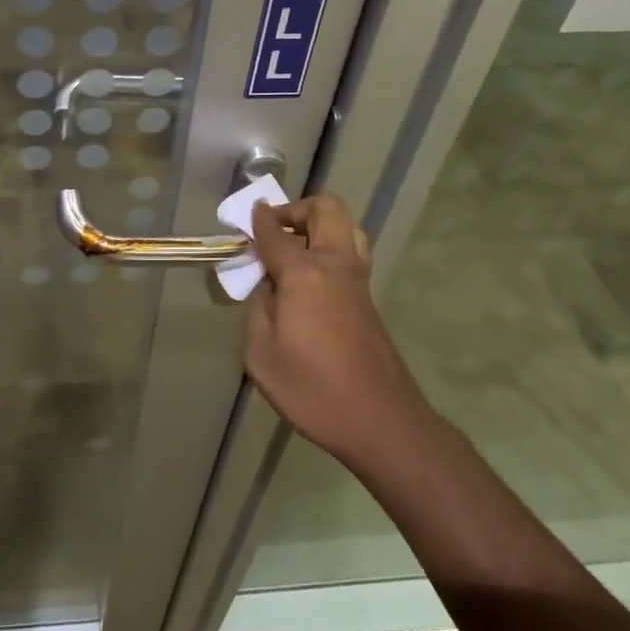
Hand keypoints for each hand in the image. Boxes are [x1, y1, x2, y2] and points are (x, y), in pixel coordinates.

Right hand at [246, 195, 431, 468]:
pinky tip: (309, 281)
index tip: (249, 213)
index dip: (259, 220)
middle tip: (275, 230)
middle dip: (297, 209)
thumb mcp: (262, 356)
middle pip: (326, 210)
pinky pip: (350, 254)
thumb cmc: (313, 390)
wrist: (380, 421)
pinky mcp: (369, 300)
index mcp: (305, 275)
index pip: (276, 234)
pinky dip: (329, 250)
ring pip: (346, 228)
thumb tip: (269, 290)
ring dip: (319, 227)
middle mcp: (335, 266)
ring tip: (294, 251)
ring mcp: (358, 281)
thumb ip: (259, 312)